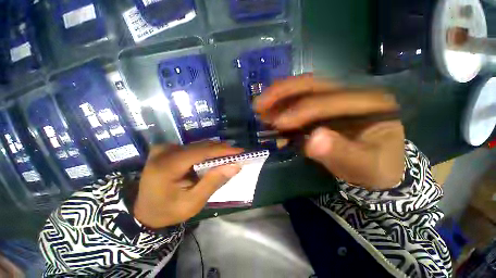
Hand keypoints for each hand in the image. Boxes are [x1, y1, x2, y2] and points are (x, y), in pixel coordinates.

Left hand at [134, 142, 242, 228]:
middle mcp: (165, 151)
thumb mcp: (193, 202)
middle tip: (237, 154)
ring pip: (198, 145)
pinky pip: (192, 147)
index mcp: (167, 166)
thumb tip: (235, 166)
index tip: (240, 151)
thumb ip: (214, 182)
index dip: (222, 150)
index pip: (201, 152)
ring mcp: (164, 148)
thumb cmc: (168, 211)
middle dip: (221, 150)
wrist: (145, 211)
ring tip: (229, 155)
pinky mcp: (167, 149)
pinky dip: (206, 152)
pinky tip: (215, 156)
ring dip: (215, 150)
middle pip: (200, 147)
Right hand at [254, 75, 404, 189]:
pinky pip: (299, 100)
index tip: (276, 124)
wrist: (376, 164)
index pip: (328, 101)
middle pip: (311, 84)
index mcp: (370, 102)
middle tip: (258, 104)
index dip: (300, 112)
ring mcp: (335, 95)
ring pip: (301, 89)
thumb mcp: (365, 166)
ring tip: (259, 107)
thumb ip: (343, 154)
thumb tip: (313, 141)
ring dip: (278, 98)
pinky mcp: (323, 105)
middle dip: (282, 93)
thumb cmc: (374, 166)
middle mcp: (351, 91)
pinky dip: (281, 105)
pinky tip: (270, 113)